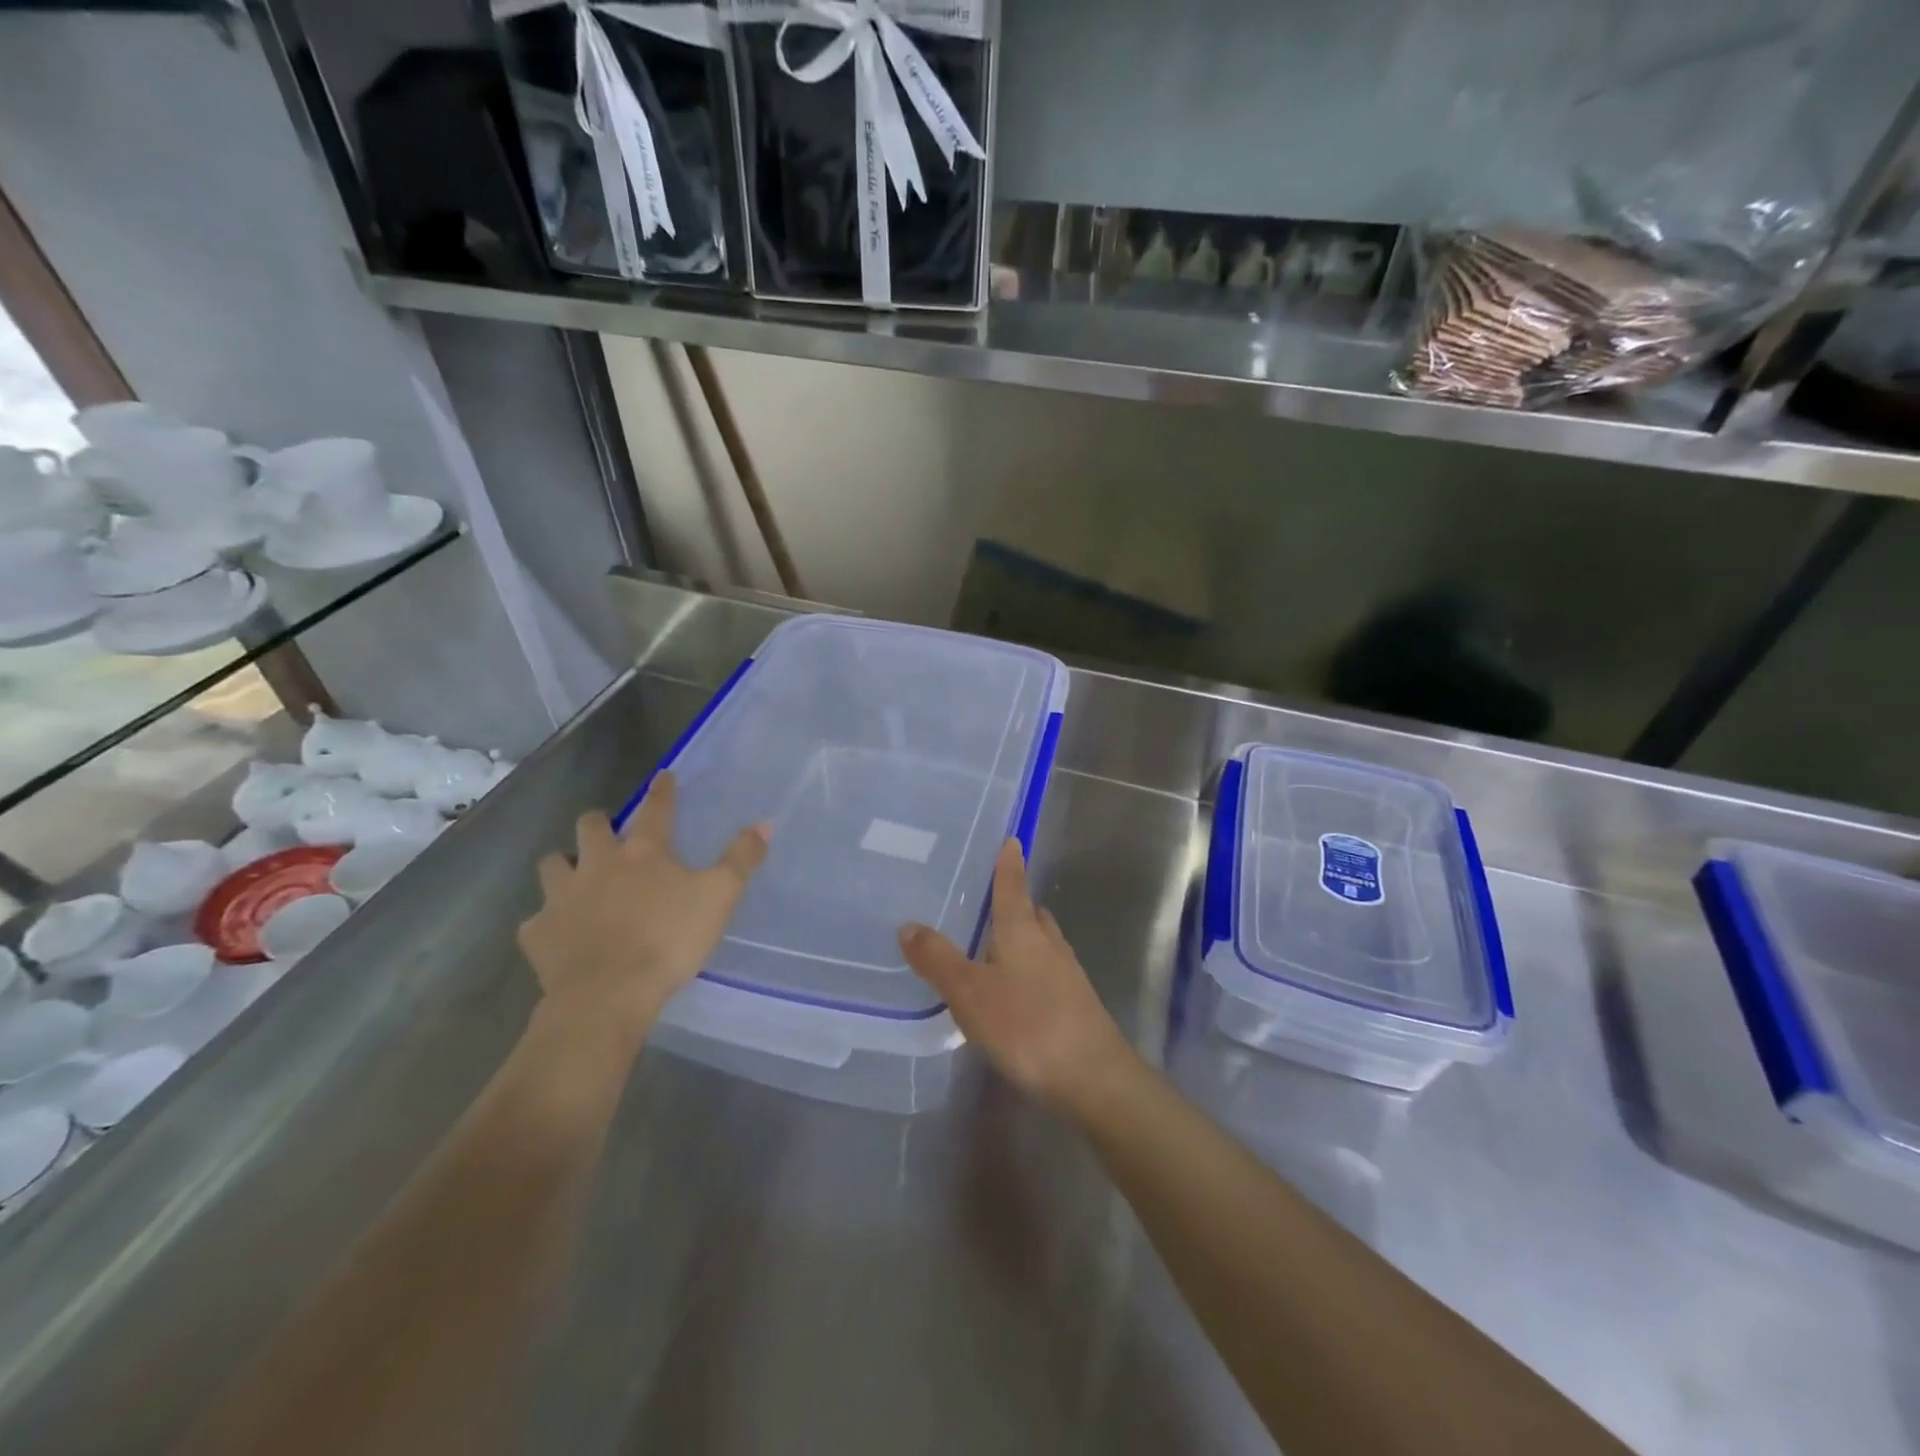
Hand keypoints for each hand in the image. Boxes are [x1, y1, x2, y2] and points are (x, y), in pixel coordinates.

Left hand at [517, 772, 768, 1035]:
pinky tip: (558, 933)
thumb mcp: (719, 897)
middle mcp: (597, 864)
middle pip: (590, 827)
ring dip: (563, 864)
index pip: (655, 809)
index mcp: (643, 852)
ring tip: (574, 876)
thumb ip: (741, 859)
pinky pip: (536, 919)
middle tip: (608, 832)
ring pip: (552, 864)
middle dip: (599, 823)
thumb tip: (764, 823)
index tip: (663, 777)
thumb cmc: (669, 940)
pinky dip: (547, 921)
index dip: (662, 790)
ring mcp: (561, 897)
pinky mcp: (537, 932)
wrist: (607, 994)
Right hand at [897, 840, 1131, 1114]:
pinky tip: (1015, 992)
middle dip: (1015, 903)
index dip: (1009, 864)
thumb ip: (938, 959)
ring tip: (995, 945)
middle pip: (1031, 913)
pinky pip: (1048, 971)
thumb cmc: (1027, 1025)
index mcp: (1022, 931)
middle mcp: (1049, 943)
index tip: (1012, 840)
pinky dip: (1030, 969)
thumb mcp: (970, 993)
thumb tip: (907, 923)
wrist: (1093, 1078)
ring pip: (1042, 942)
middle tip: (989, 901)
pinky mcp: (1076, 1004)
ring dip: (1023, 937)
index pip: (1013, 886)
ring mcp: (1067, 974)